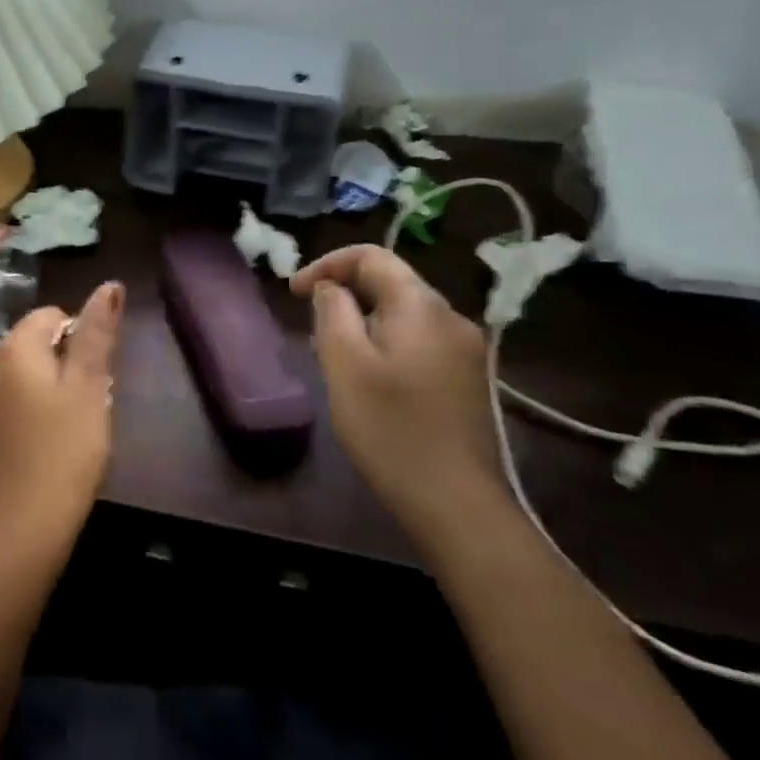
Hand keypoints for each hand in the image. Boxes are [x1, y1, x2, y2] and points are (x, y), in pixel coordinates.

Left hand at [0, 281, 123, 549]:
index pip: (50, 315)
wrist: (23, 522)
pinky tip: (47, 439)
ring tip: (70, 424)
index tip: (94, 378)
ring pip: (23, 372)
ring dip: (49, 386)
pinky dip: (31, 407)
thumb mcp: (90, 386)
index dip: (79, 338)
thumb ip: (97, 333)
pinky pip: (10, 398)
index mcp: (13, 347)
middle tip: (87, 403)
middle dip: (64, 361)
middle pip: (34, 342)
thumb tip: (110, 285)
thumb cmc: (66, 449)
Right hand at [290, 245, 508, 549]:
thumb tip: (329, 288)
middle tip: (309, 326)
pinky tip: (369, 378)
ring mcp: (465, 351)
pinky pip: (418, 341)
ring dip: (363, 320)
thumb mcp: (344, 365)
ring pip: (403, 314)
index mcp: (422, 307)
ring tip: (333, 353)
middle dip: (344, 293)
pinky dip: (385, 343)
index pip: (372, 257)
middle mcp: (451, 319)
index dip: (327, 264)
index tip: (293, 292)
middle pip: (391, 283)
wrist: (456, 503)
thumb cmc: (390, 429)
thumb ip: (332, 313)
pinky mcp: (467, 380)